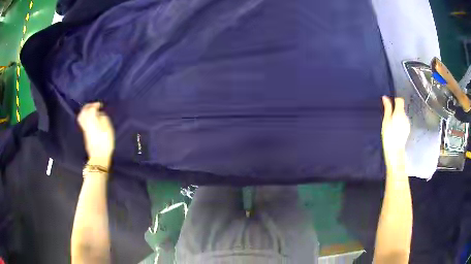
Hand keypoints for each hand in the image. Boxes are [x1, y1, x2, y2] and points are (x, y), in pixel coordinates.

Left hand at [78, 102, 114, 167]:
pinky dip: (86, 118)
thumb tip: (100, 114)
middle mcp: (86, 123)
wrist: (98, 157)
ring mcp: (84, 129)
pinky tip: (91, 119)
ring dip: (85, 112)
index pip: (90, 109)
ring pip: (81, 117)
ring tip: (91, 112)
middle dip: (87, 107)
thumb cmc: (105, 143)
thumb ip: (104, 119)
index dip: (95, 105)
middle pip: (83, 112)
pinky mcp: (85, 134)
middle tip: (93, 106)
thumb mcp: (108, 129)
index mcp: (92, 121)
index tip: (100, 105)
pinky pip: (83, 122)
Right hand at [381, 96, 410, 169]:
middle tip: (388, 117)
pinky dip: (400, 124)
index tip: (389, 105)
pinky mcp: (407, 130)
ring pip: (402, 116)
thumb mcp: (386, 120)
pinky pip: (403, 123)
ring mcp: (407, 124)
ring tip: (391, 125)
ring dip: (397, 117)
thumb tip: (385, 98)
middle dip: (395, 110)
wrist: (395, 151)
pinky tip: (395, 131)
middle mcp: (405, 116)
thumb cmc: (389, 135)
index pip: (400, 100)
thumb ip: (387, 108)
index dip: (395, 100)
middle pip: (401, 108)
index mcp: (399, 112)